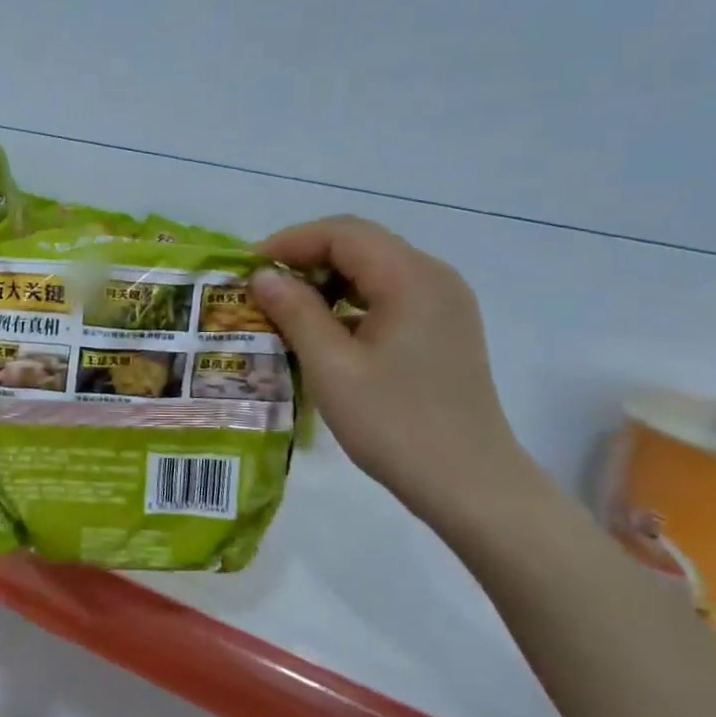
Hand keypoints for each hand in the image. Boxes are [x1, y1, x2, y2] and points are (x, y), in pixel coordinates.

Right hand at [249, 215, 530, 522]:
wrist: (468, 482)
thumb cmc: (394, 424)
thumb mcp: (332, 367)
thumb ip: (295, 313)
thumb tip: (262, 276)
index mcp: (412, 279)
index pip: (343, 234)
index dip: (290, 242)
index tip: (248, 269)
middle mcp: (434, 278)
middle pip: (361, 245)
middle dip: (306, 258)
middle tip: (261, 289)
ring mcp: (444, 305)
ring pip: (375, 270)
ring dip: (326, 281)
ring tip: (284, 310)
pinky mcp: (443, 330)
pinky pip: (389, 297)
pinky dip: (350, 303)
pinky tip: (323, 333)